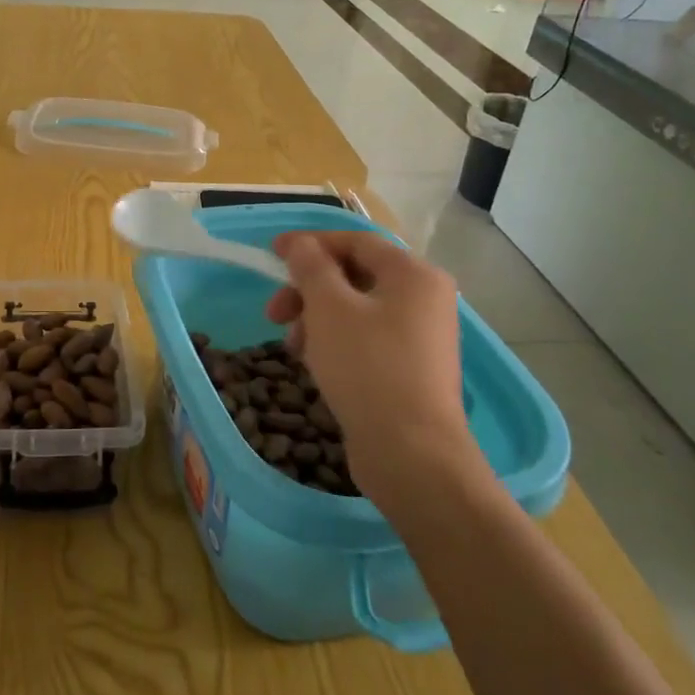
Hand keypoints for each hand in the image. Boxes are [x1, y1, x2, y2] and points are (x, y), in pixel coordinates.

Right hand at [265, 232, 483, 508]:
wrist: (411, 454)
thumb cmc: (368, 368)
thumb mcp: (329, 308)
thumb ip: (310, 266)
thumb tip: (300, 243)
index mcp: (413, 274)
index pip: (355, 241)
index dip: (309, 243)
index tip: (271, 253)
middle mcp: (424, 298)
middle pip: (353, 276)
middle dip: (307, 290)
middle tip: (274, 313)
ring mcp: (420, 336)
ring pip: (355, 310)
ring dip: (315, 319)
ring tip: (292, 348)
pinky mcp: (410, 369)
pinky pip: (365, 339)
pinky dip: (334, 342)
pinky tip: (312, 364)